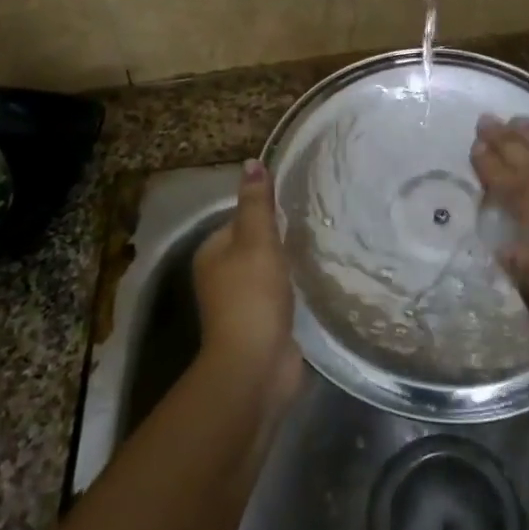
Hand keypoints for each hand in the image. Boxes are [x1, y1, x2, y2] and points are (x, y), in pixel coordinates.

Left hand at [193, 160, 303, 412]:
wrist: (256, 367)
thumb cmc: (252, 295)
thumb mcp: (257, 240)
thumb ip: (257, 203)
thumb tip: (252, 162)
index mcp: (211, 253)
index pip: (240, 219)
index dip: (266, 212)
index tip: (296, 206)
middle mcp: (219, 277)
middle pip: (253, 246)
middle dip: (279, 239)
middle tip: (313, 226)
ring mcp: (240, 305)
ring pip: (267, 272)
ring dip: (287, 266)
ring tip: (318, 250)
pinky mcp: (261, 326)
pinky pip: (279, 297)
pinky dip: (293, 290)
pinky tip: (313, 283)